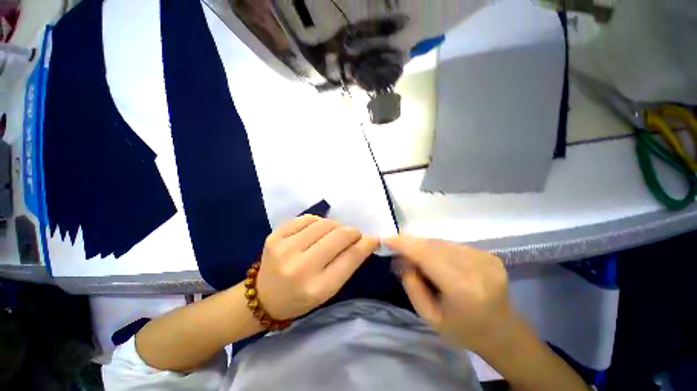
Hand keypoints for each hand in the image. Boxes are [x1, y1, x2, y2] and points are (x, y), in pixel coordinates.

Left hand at [256, 215, 378, 319]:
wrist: (264, 297)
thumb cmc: (301, 298)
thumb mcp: (329, 290)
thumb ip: (347, 264)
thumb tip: (364, 239)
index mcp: (317, 288)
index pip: (350, 258)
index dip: (366, 244)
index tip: (373, 238)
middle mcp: (300, 267)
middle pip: (339, 236)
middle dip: (352, 232)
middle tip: (353, 235)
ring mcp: (284, 248)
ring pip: (325, 223)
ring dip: (336, 226)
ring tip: (334, 233)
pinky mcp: (275, 235)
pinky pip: (307, 218)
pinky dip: (318, 222)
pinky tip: (317, 230)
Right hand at [385, 236, 515, 352]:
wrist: (502, 332)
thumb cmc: (462, 330)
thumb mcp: (429, 316)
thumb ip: (411, 285)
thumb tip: (400, 258)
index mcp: (463, 289)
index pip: (427, 255)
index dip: (405, 244)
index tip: (386, 239)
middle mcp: (477, 268)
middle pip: (434, 246)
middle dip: (411, 243)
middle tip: (395, 246)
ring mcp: (486, 259)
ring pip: (443, 243)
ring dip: (424, 245)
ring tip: (413, 253)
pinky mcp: (489, 256)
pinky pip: (453, 245)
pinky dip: (438, 248)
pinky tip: (434, 258)